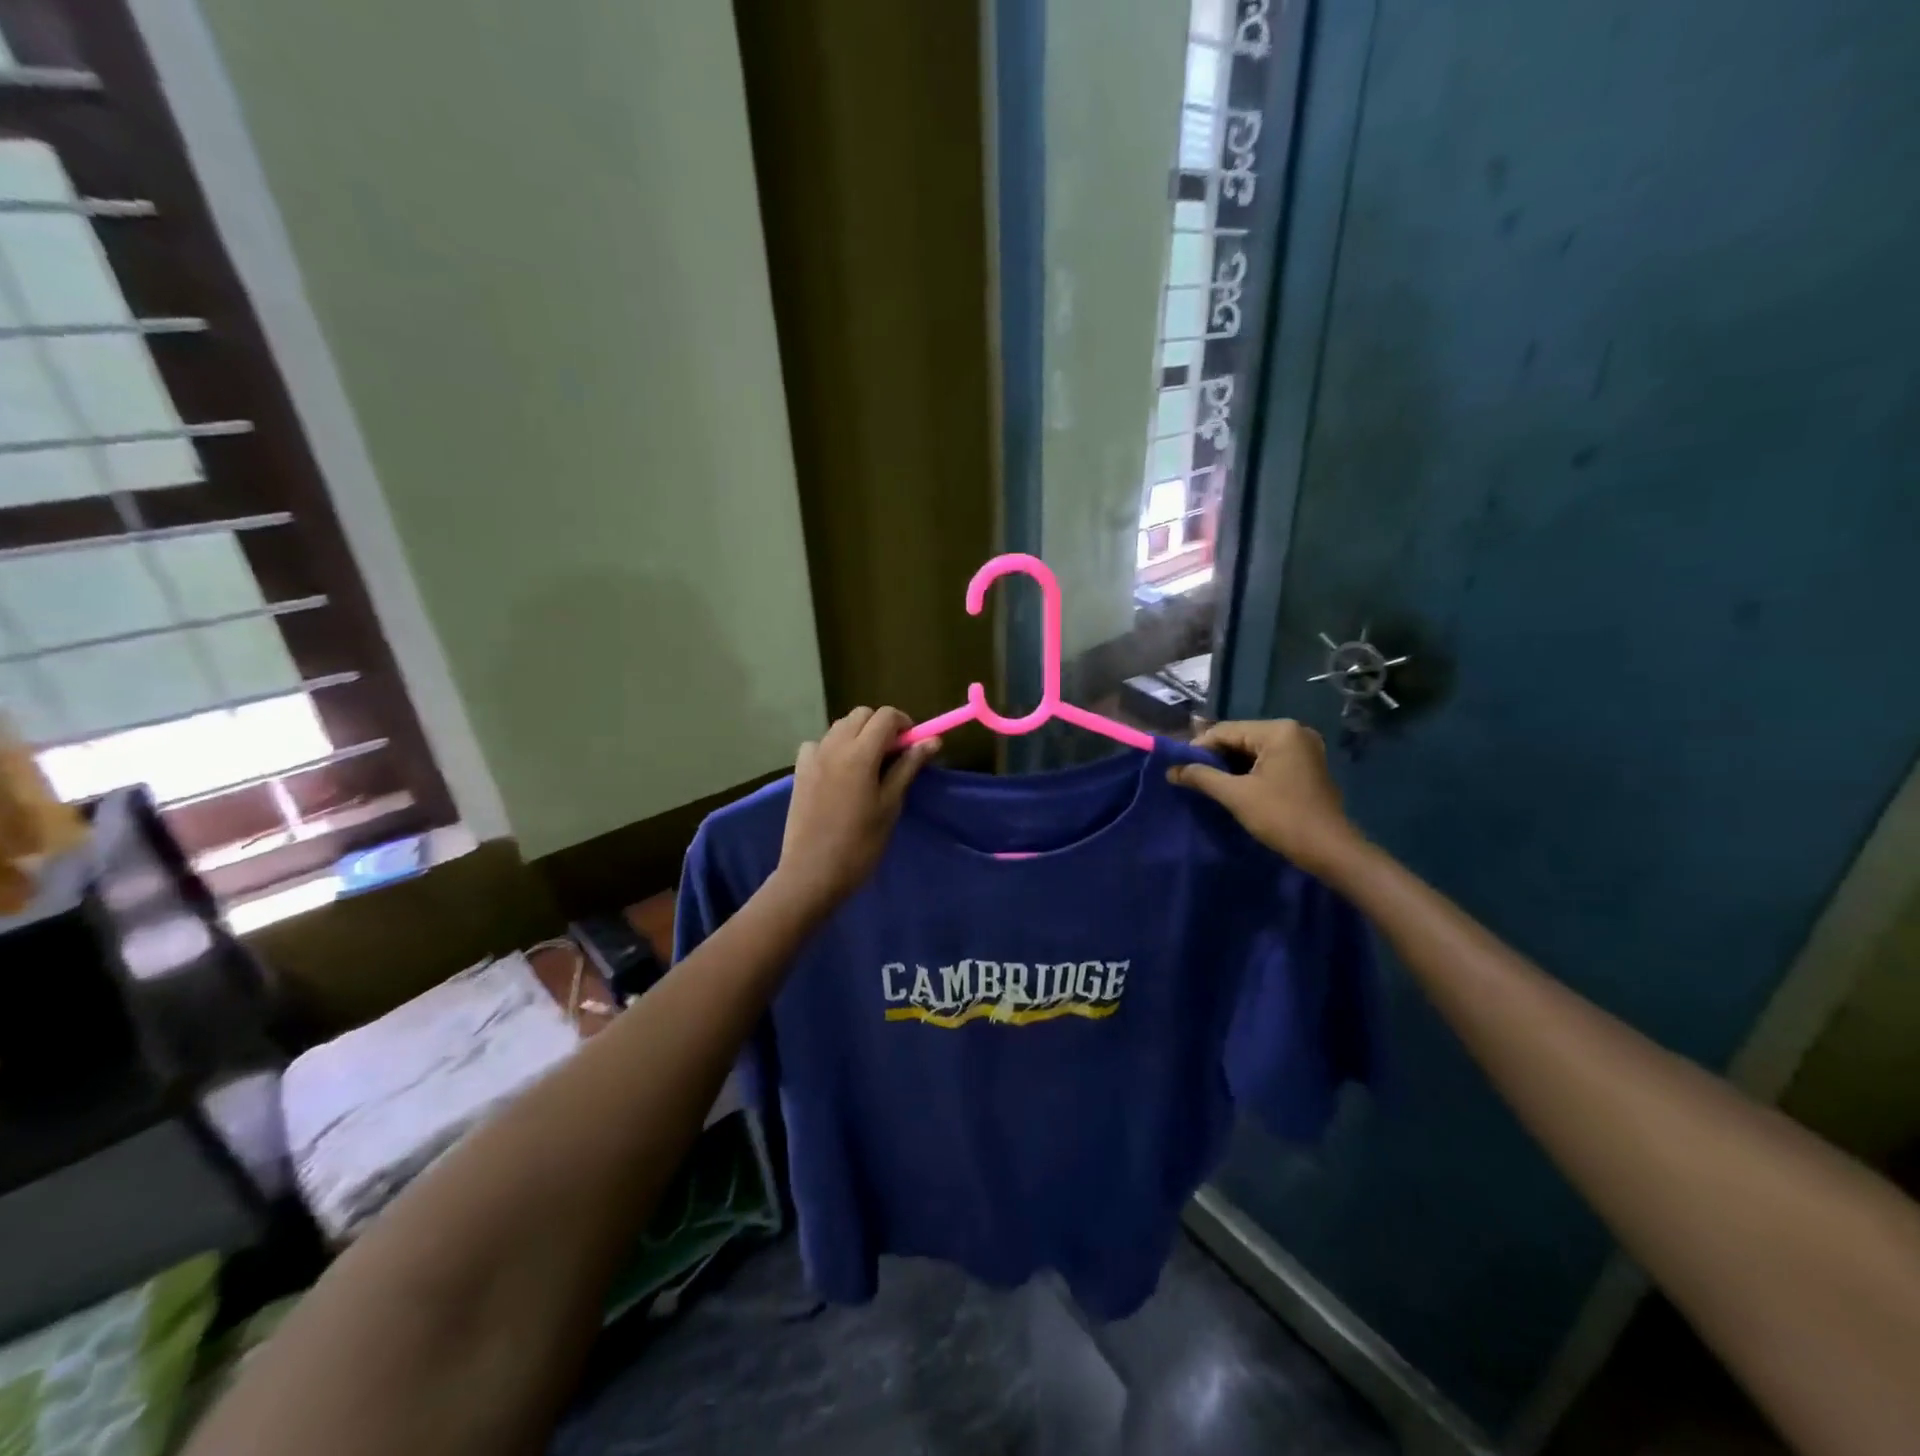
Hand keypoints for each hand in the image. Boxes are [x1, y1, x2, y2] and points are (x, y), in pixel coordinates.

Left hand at [772, 707, 939, 915]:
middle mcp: (833, 746)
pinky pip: (820, 743)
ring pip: (840, 726)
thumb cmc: (860, 844)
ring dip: (859, 734)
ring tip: (868, 767)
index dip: (905, 724)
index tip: (913, 746)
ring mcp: (812, 756)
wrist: (812, 873)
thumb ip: (908, 767)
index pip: (886, 716)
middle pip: (862, 715)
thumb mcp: (890, 805)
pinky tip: (840, 773)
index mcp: (859, 753)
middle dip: (881, 726)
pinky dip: (834, 747)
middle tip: (894, 756)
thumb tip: (932, 741)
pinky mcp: (799, 771)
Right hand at [1167, 719, 1364, 877]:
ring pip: (1253, 749)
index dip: (1198, 748)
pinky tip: (1235, 786)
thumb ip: (1201, 777)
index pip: (1225, 731)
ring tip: (1209, 783)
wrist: (1330, 850)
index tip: (1179, 769)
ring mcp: (1303, 747)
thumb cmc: (1282, 817)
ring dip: (1231, 765)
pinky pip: (1269, 759)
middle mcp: (1293, 730)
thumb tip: (1170, 770)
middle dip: (1215, 757)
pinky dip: (1249, 770)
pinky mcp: (1307, 764)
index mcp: (1278, 730)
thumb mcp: (1236, 796)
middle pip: (1240, 737)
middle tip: (1192, 777)